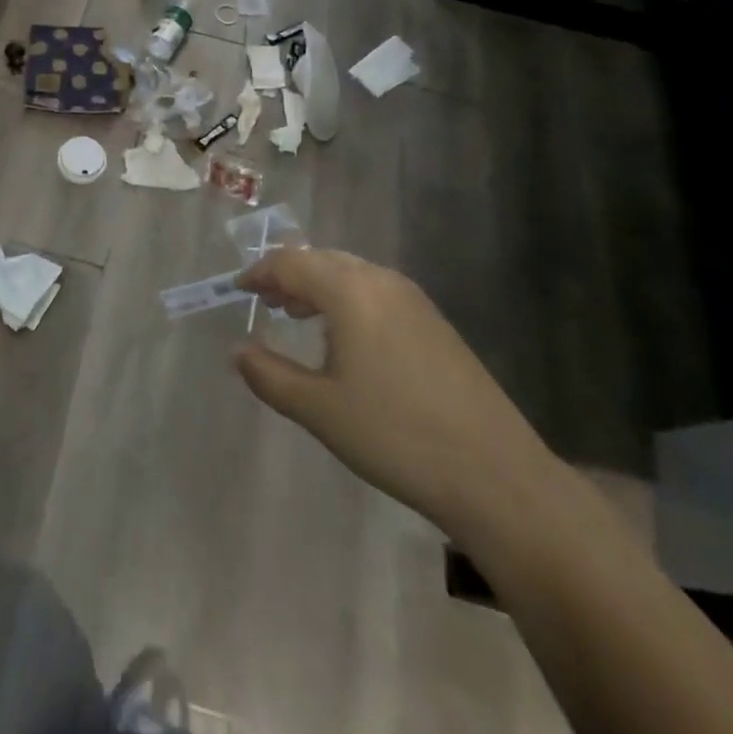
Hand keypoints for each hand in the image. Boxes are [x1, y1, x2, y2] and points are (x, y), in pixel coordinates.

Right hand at [234, 249, 558, 544]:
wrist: (494, 473)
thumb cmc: (394, 435)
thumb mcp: (319, 409)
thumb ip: (269, 374)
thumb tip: (238, 350)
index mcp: (349, 290)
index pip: (290, 263)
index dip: (259, 273)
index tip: (237, 291)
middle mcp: (381, 280)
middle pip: (321, 260)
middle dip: (288, 275)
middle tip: (265, 301)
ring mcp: (413, 299)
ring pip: (351, 273)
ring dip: (318, 285)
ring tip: (298, 314)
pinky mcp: (434, 321)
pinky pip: (376, 290)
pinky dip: (347, 298)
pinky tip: (346, 336)